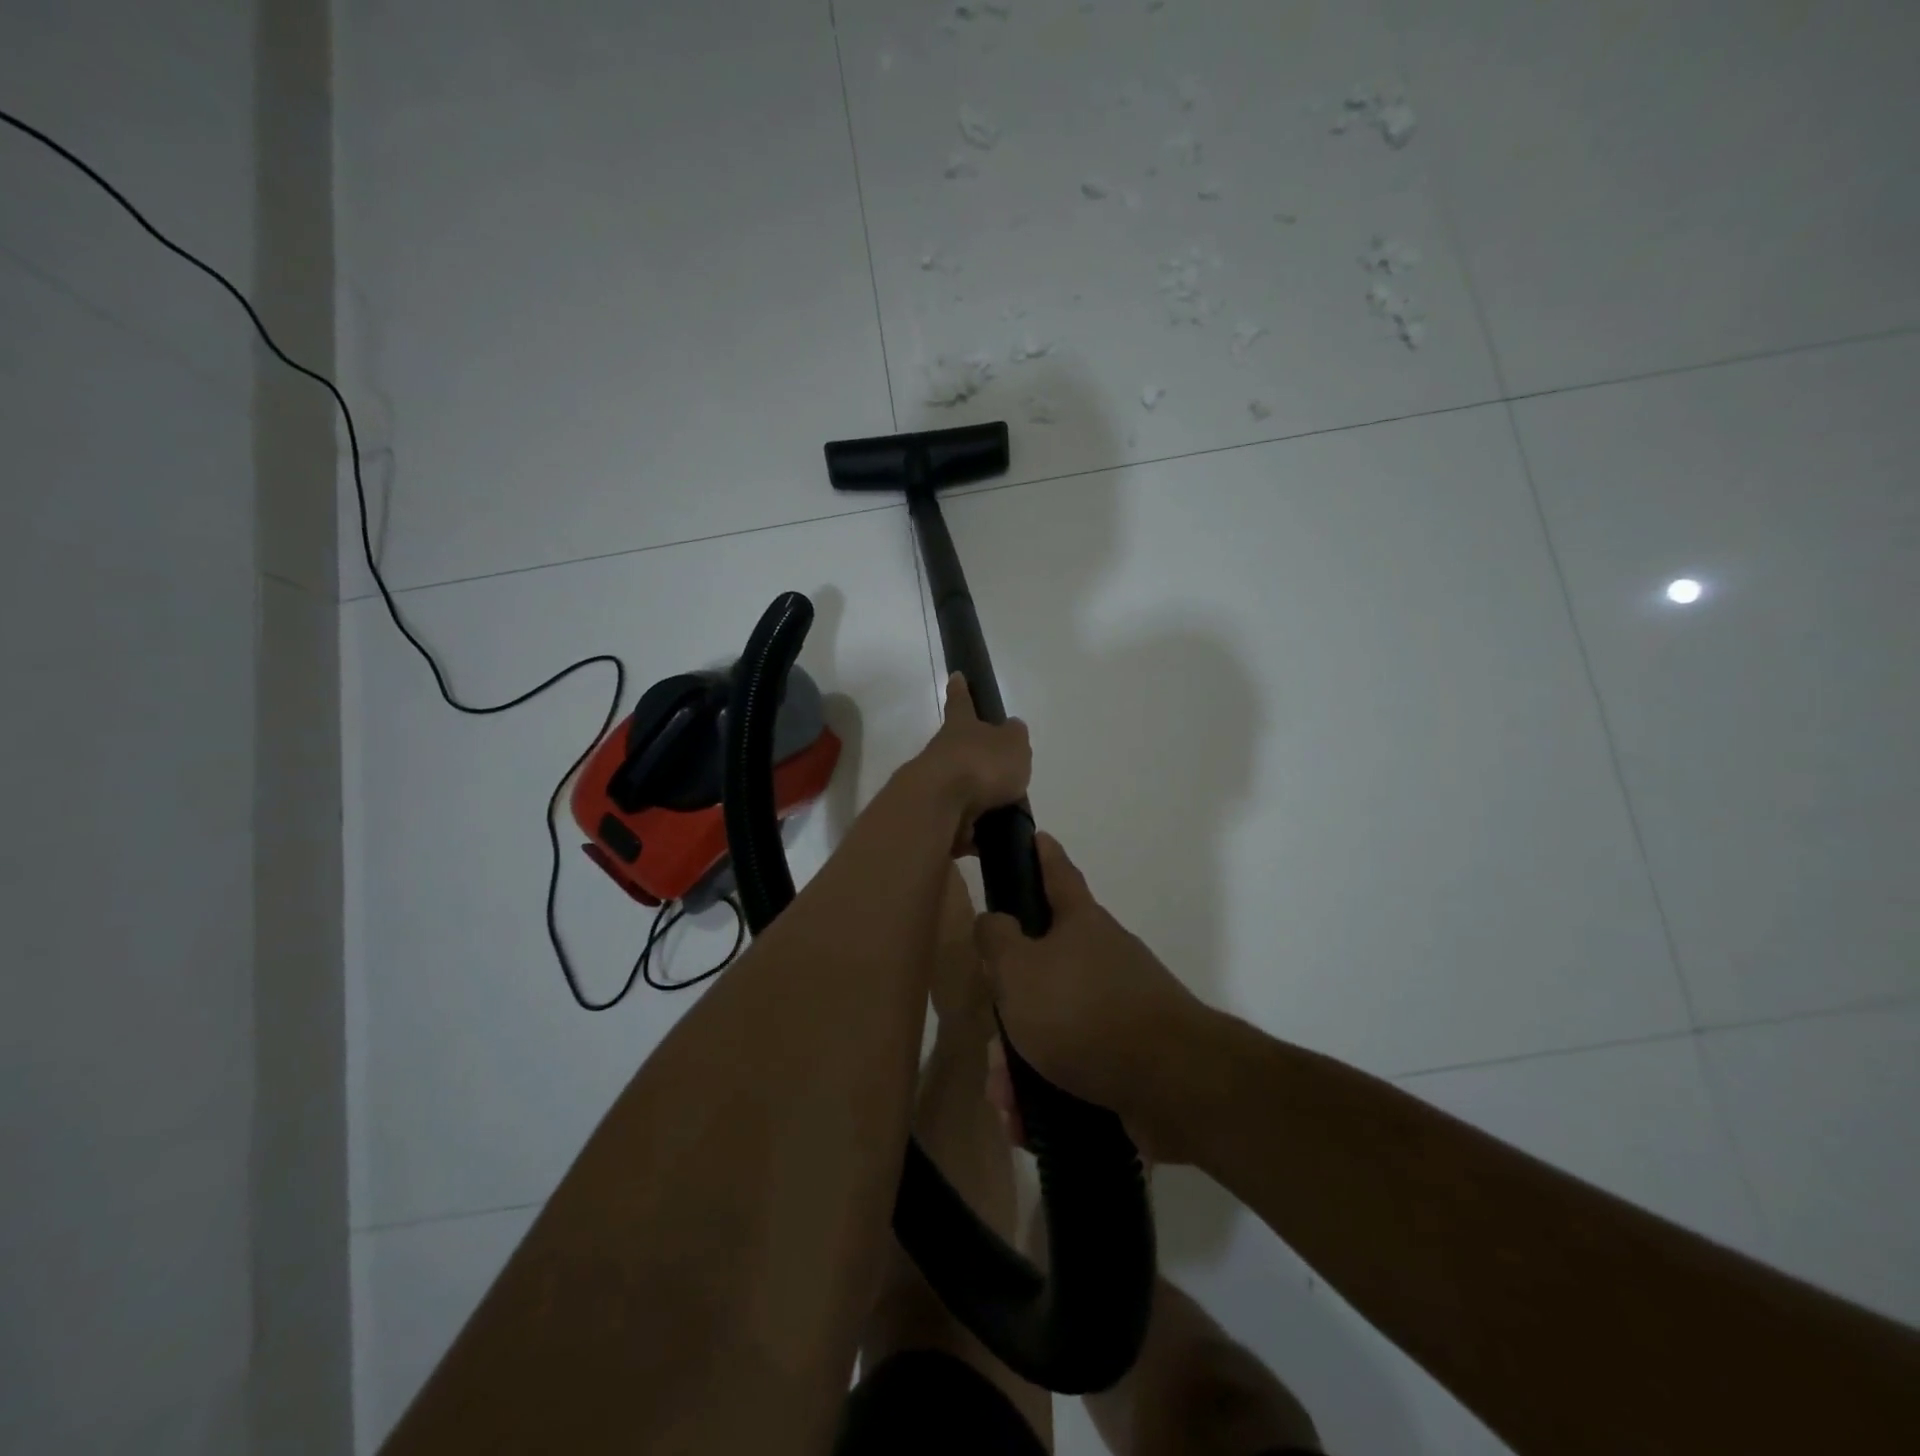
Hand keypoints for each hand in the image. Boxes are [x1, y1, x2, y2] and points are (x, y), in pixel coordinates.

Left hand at [913, 673, 1032, 841]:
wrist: (938, 807)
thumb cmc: (981, 765)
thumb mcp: (1013, 745)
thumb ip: (1015, 737)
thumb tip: (1012, 728)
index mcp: (961, 728)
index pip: (962, 703)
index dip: (961, 690)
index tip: (955, 676)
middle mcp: (942, 752)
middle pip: (959, 751)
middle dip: (976, 761)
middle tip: (1001, 776)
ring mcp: (933, 786)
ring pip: (959, 790)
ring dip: (978, 802)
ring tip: (1004, 816)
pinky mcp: (932, 819)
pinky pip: (958, 825)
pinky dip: (973, 833)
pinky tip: (991, 843)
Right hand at [974, 833, 1213, 1162]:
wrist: (1172, 1084)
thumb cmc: (1084, 1011)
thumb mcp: (1019, 970)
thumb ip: (996, 939)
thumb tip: (993, 922)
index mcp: (1079, 924)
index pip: (1056, 872)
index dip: (1041, 853)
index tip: (1034, 835)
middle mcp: (1100, 958)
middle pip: (1041, 969)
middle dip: (1009, 1010)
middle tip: (993, 1047)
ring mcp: (1117, 1008)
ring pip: (1051, 1026)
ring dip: (1020, 1064)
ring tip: (1007, 1099)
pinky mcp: (1126, 1058)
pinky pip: (1073, 1067)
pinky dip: (1046, 1092)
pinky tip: (1028, 1121)